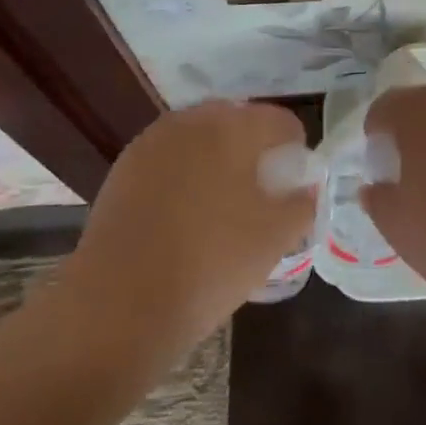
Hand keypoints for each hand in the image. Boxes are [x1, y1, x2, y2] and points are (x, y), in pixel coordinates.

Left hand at [69, 100, 311, 355]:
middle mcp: (191, 122)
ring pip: (198, 137)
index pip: (278, 121)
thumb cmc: (211, 264)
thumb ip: (301, 203)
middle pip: (236, 120)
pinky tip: (185, 212)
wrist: (120, 304)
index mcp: (232, 129)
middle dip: (253, 146)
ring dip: (217, 156)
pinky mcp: (123, 168)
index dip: (294, 147)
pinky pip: (168, 157)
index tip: (295, 180)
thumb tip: (305, 186)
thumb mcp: (275, 238)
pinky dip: (184, 172)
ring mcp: (151, 143)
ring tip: (223, 200)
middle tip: (262, 188)